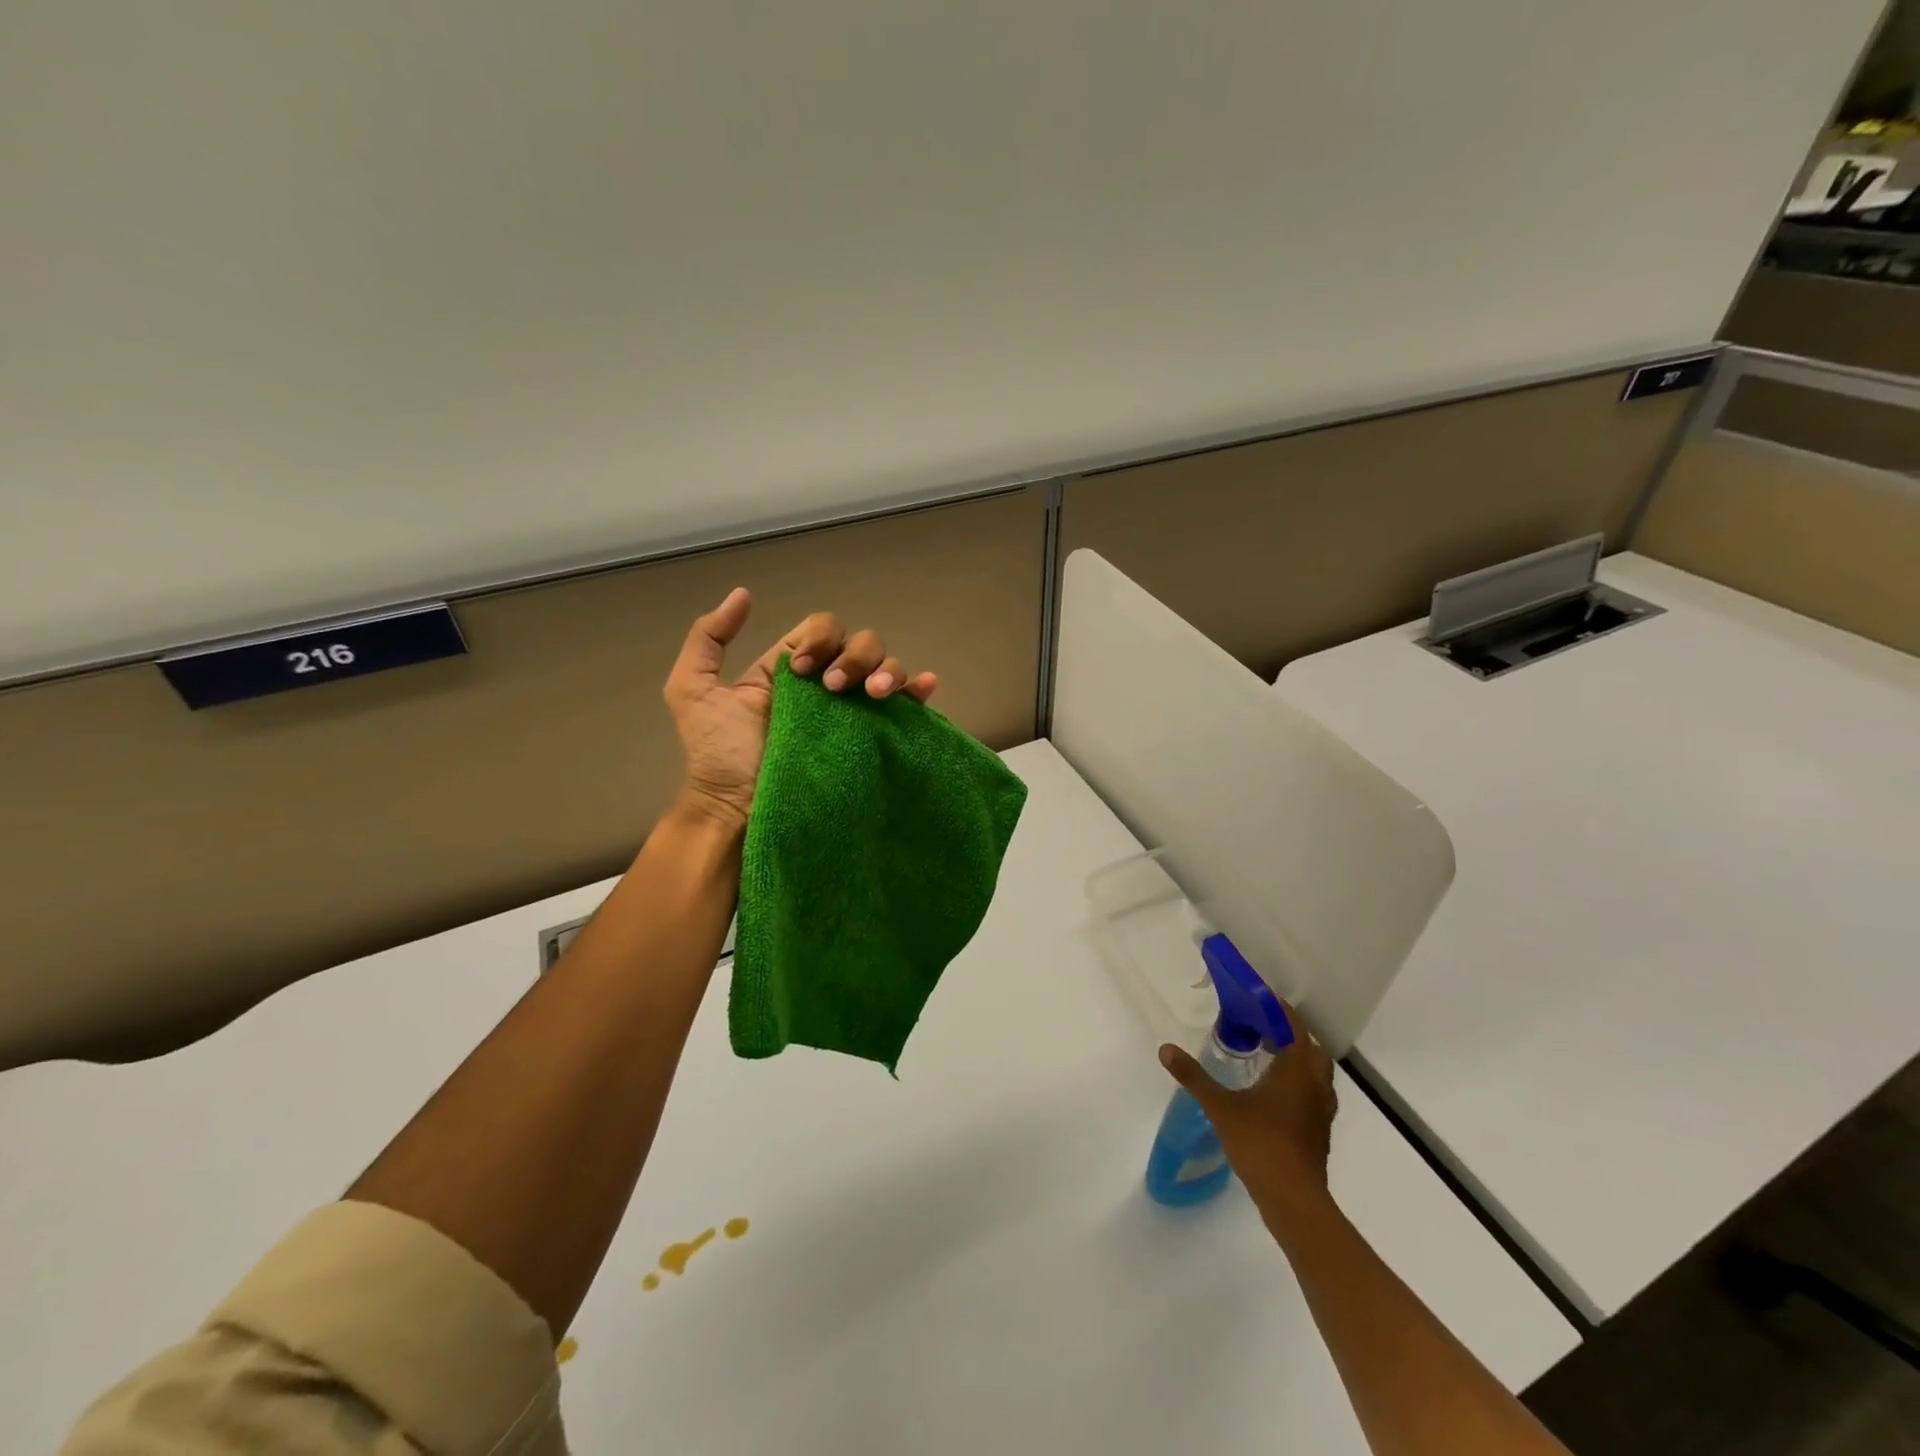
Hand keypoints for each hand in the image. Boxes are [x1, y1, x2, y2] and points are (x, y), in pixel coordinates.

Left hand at [663, 588, 938, 830]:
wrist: (739, 811)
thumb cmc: (718, 755)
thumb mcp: (693, 689)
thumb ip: (707, 638)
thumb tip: (744, 594)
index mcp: (793, 669)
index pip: (822, 629)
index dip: (818, 640)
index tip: (799, 671)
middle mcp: (828, 685)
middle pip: (861, 643)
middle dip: (854, 656)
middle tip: (835, 689)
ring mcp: (853, 713)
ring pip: (887, 668)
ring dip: (886, 671)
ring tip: (874, 694)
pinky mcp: (873, 740)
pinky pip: (907, 708)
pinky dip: (919, 690)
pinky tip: (923, 687)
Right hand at [1158, 1004, 1336, 1222]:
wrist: (1293, 1199)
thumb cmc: (1260, 1143)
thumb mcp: (1220, 1107)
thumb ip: (1194, 1076)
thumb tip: (1165, 1049)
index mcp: (1296, 1069)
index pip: (1293, 1026)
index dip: (1277, 1010)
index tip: (1257, 999)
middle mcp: (1315, 1084)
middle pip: (1310, 1047)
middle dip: (1289, 1034)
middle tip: (1260, 1029)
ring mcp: (1321, 1110)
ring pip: (1315, 1072)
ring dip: (1296, 1060)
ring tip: (1266, 1057)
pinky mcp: (1319, 1130)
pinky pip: (1313, 1093)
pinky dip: (1298, 1083)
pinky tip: (1273, 1093)